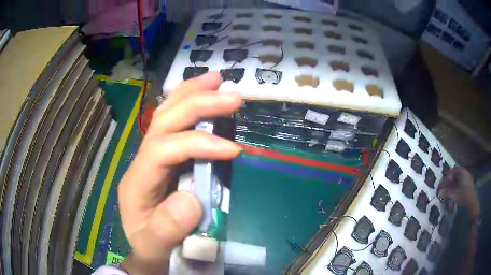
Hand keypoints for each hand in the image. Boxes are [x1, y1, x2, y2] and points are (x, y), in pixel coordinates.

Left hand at [118, 72, 240, 273]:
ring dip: (191, 93)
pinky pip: (174, 123)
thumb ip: (166, 230)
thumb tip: (191, 198)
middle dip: (196, 104)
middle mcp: (143, 160)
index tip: (233, 150)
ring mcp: (153, 154)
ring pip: (166, 114)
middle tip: (231, 95)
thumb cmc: (150, 246)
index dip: (197, 144)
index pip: (163, 149)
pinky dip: (188, 104)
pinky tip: (202, 93)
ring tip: (216, 78)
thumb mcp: (154, 247)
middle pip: (164, 121)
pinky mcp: (165, 156)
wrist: (145, 247)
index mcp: (137, 181)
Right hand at [438, 166, 479, 217]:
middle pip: (455, 176)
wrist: (472, 204)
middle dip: (449, 183)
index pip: (452, 171)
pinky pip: (460, 186)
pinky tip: (453, 198)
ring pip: (457, 182)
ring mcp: (467, 180)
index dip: (447, 178)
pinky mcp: (468, 187)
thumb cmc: (464, 196)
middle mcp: (465, 173)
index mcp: (462, 172)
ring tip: (448, 196)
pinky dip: (455, 191)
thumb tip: (439, 192)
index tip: (442, 186)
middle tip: (443, 190)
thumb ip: (446, 192)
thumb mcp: (454, 195)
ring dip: (452, 188)